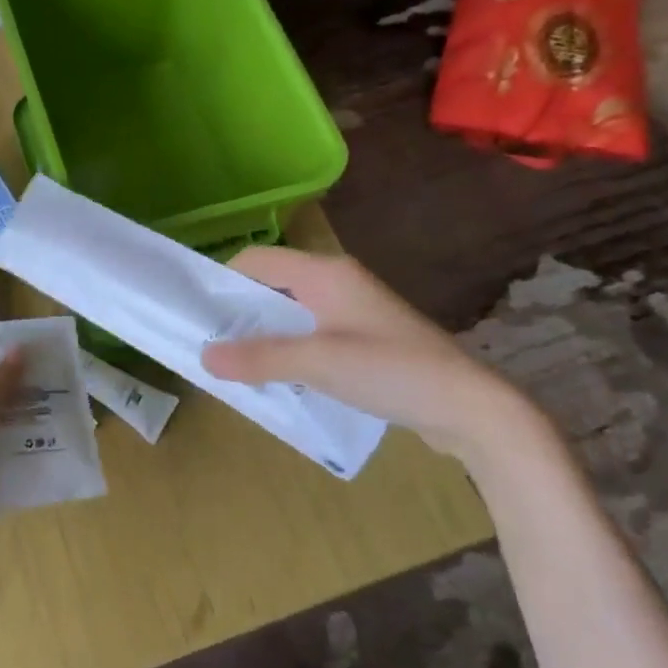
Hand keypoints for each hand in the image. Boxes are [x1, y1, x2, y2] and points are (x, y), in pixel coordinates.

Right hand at [201, 247, 541, 465]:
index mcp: (325, 273)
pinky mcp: (365, 339)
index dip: (223, 280)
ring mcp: (354, 311)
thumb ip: (260, 358)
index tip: (196, 312)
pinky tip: (278, 376)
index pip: (257, 259)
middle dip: (239, 311)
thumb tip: (203, 355)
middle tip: (208, 343)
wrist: (470, 407)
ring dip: (263, 334)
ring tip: (234, 363)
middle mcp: (337, 282)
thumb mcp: (319, 363)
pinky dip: (289, 349)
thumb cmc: (392, 371)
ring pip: (292, 312)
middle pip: (272, 285)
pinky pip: (312, 334)